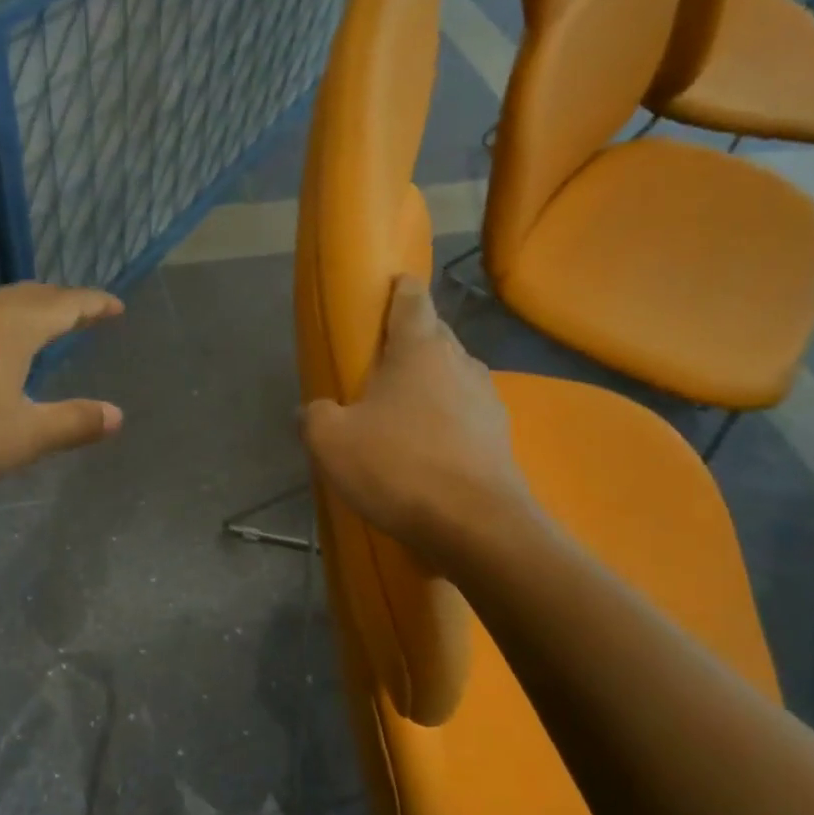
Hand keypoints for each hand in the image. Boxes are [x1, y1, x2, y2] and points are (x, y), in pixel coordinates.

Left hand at [0, 282, 124, 494]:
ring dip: (31, 309)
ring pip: (1, 303)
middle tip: (87, 314)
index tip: (117, 307)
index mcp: (13, 325)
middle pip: (33, 295)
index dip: (95, 304)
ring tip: (48, 326)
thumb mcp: (24, 435)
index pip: (66, 304)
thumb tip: (117, 415)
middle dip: (64, 302)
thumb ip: (73, 422)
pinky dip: (3, 322)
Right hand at [302, 276, 533, 565]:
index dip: (397, 289)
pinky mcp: (500, 436)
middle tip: (377, 366)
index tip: (386, 290)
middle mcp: (459, 361)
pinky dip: (445, 420)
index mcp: (418, 348)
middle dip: (408, 342)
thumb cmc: (397, 466)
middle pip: (433, 335)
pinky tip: (427, 448)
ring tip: (401, 411)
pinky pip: (464, 413)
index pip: (411, 297)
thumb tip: (314, 411)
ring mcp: (486, 398)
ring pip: (451, 375)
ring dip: (428, 384)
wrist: (475, 525)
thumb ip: (314, 415)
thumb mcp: (329, 441)